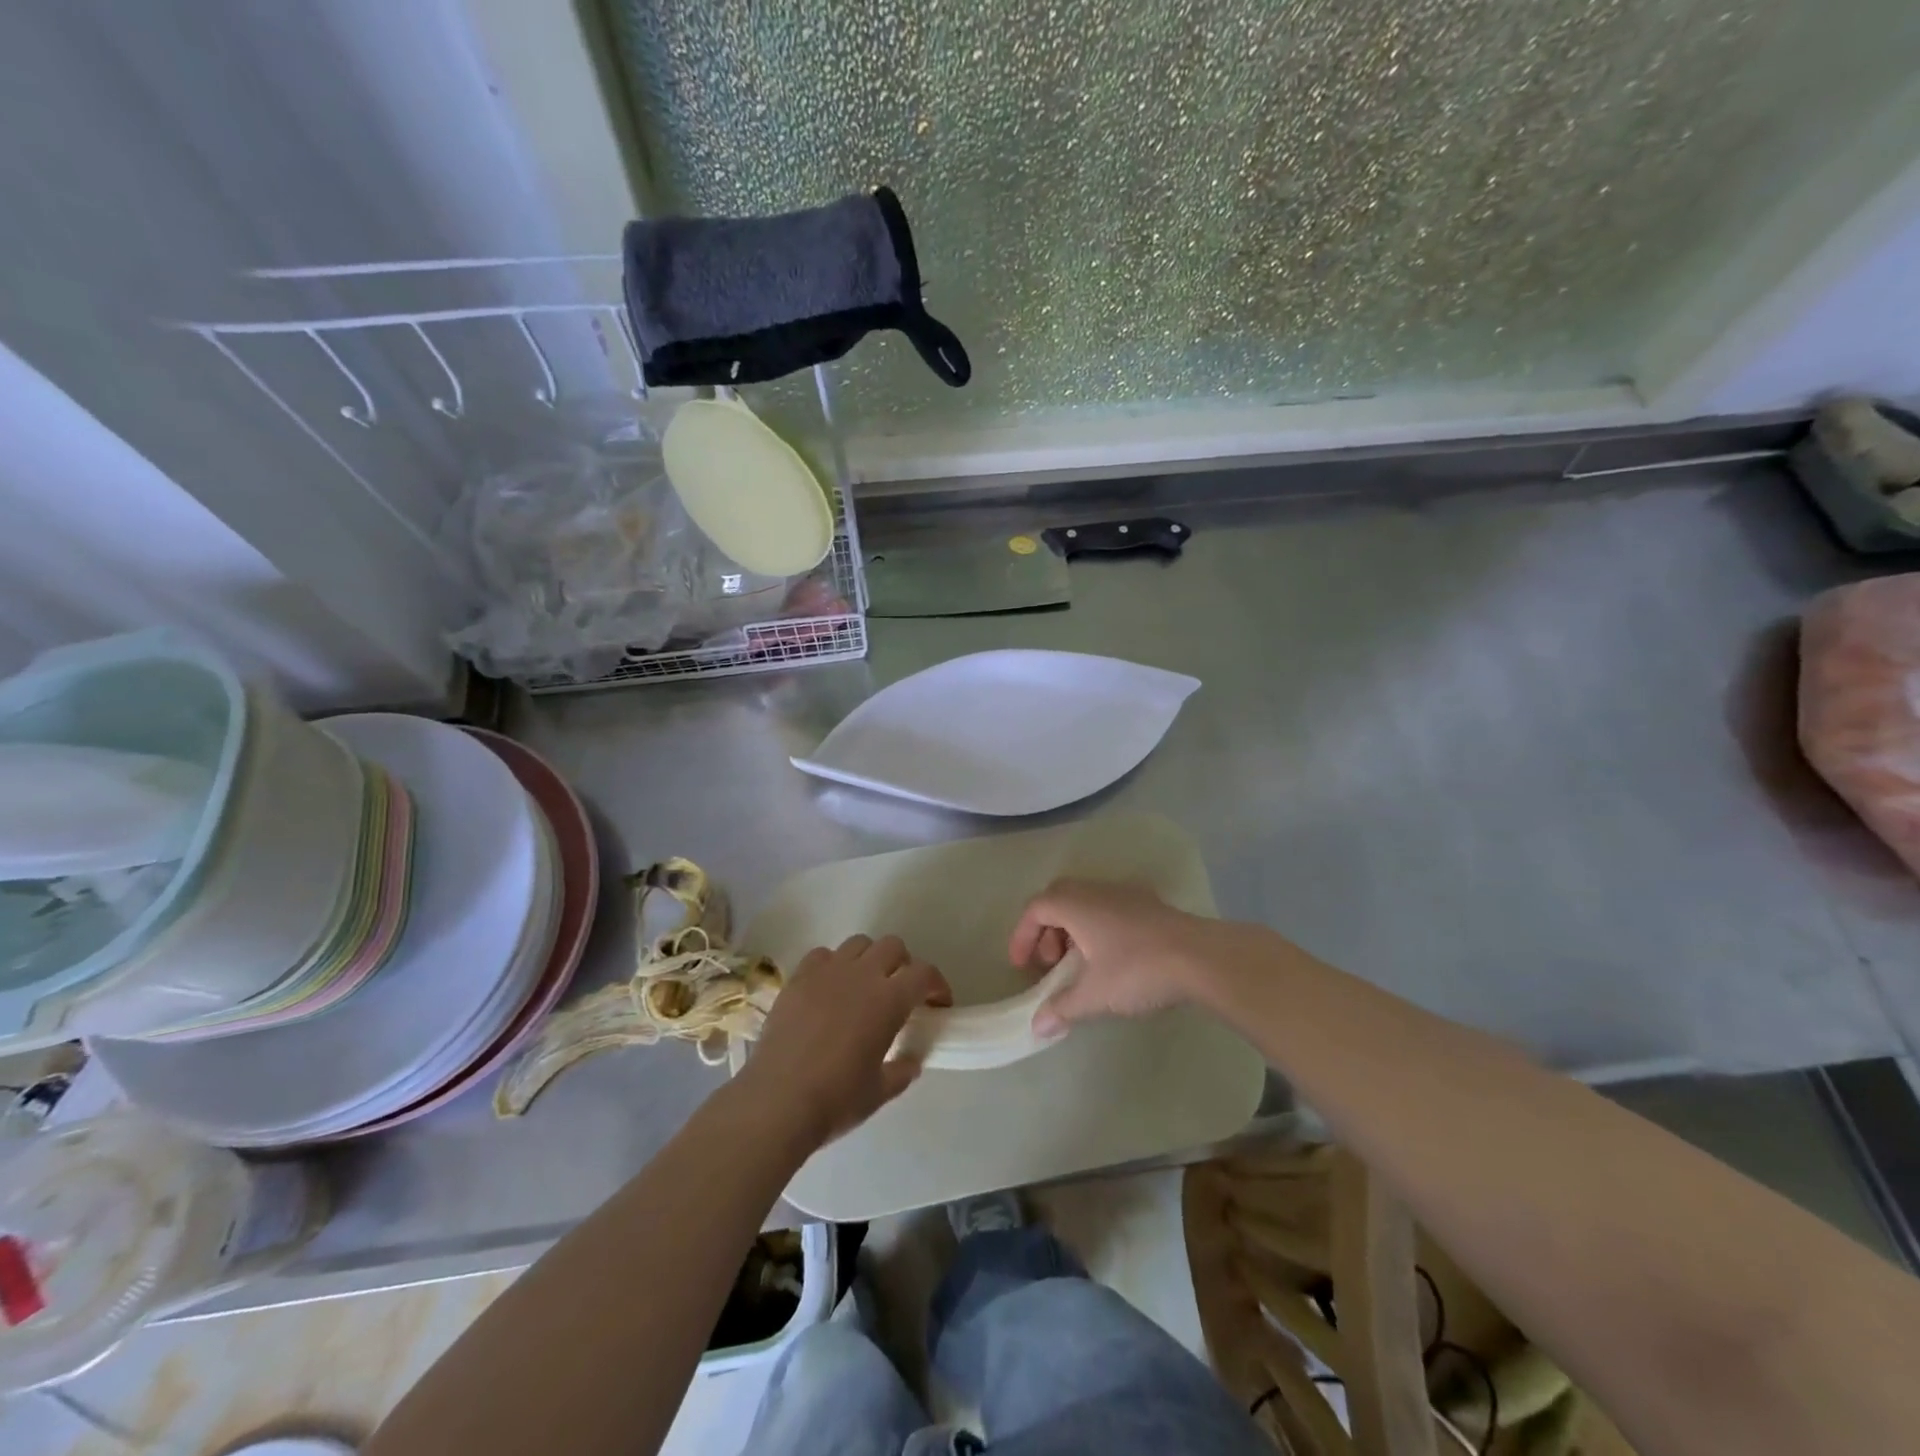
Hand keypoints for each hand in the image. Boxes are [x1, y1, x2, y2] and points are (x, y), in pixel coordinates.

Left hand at [744, 935, 950, 1145]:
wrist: (776, 1102)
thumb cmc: (835, 1100)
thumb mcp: (879, 1092)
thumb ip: (902, 1071)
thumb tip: (911, 1061)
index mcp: (889, 1000)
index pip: (924, 974)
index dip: (937, 984)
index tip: (938, 1003)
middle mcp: (861, 975)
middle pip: (892, 946)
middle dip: (904, 964)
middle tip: (901, 991)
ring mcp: (826, 972)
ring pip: (858, 943)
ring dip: (869, 958)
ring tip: (864, 985)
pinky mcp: (797, 978)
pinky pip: (822, 955)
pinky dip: (832, 965)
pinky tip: (829, 988)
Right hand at [1009, 880, 1220, 1037]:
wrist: (1201, 958)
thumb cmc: (1137, 970)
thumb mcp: (1094, 995)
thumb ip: (1062, 1007)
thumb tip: (1037, 1026)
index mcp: (1076, 904)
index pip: (1035, 908)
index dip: (1022, 935)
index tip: (1022, 965)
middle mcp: (1096, 890)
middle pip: (1058, 900)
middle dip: (1047, 931)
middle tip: (1051, 964)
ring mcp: (1126, 893)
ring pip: (1086, 903)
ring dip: (1073, 930)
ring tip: (1081, 966)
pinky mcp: (1149, 904)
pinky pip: (1109, 908)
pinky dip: (1098, 928)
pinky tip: (1112, 959)